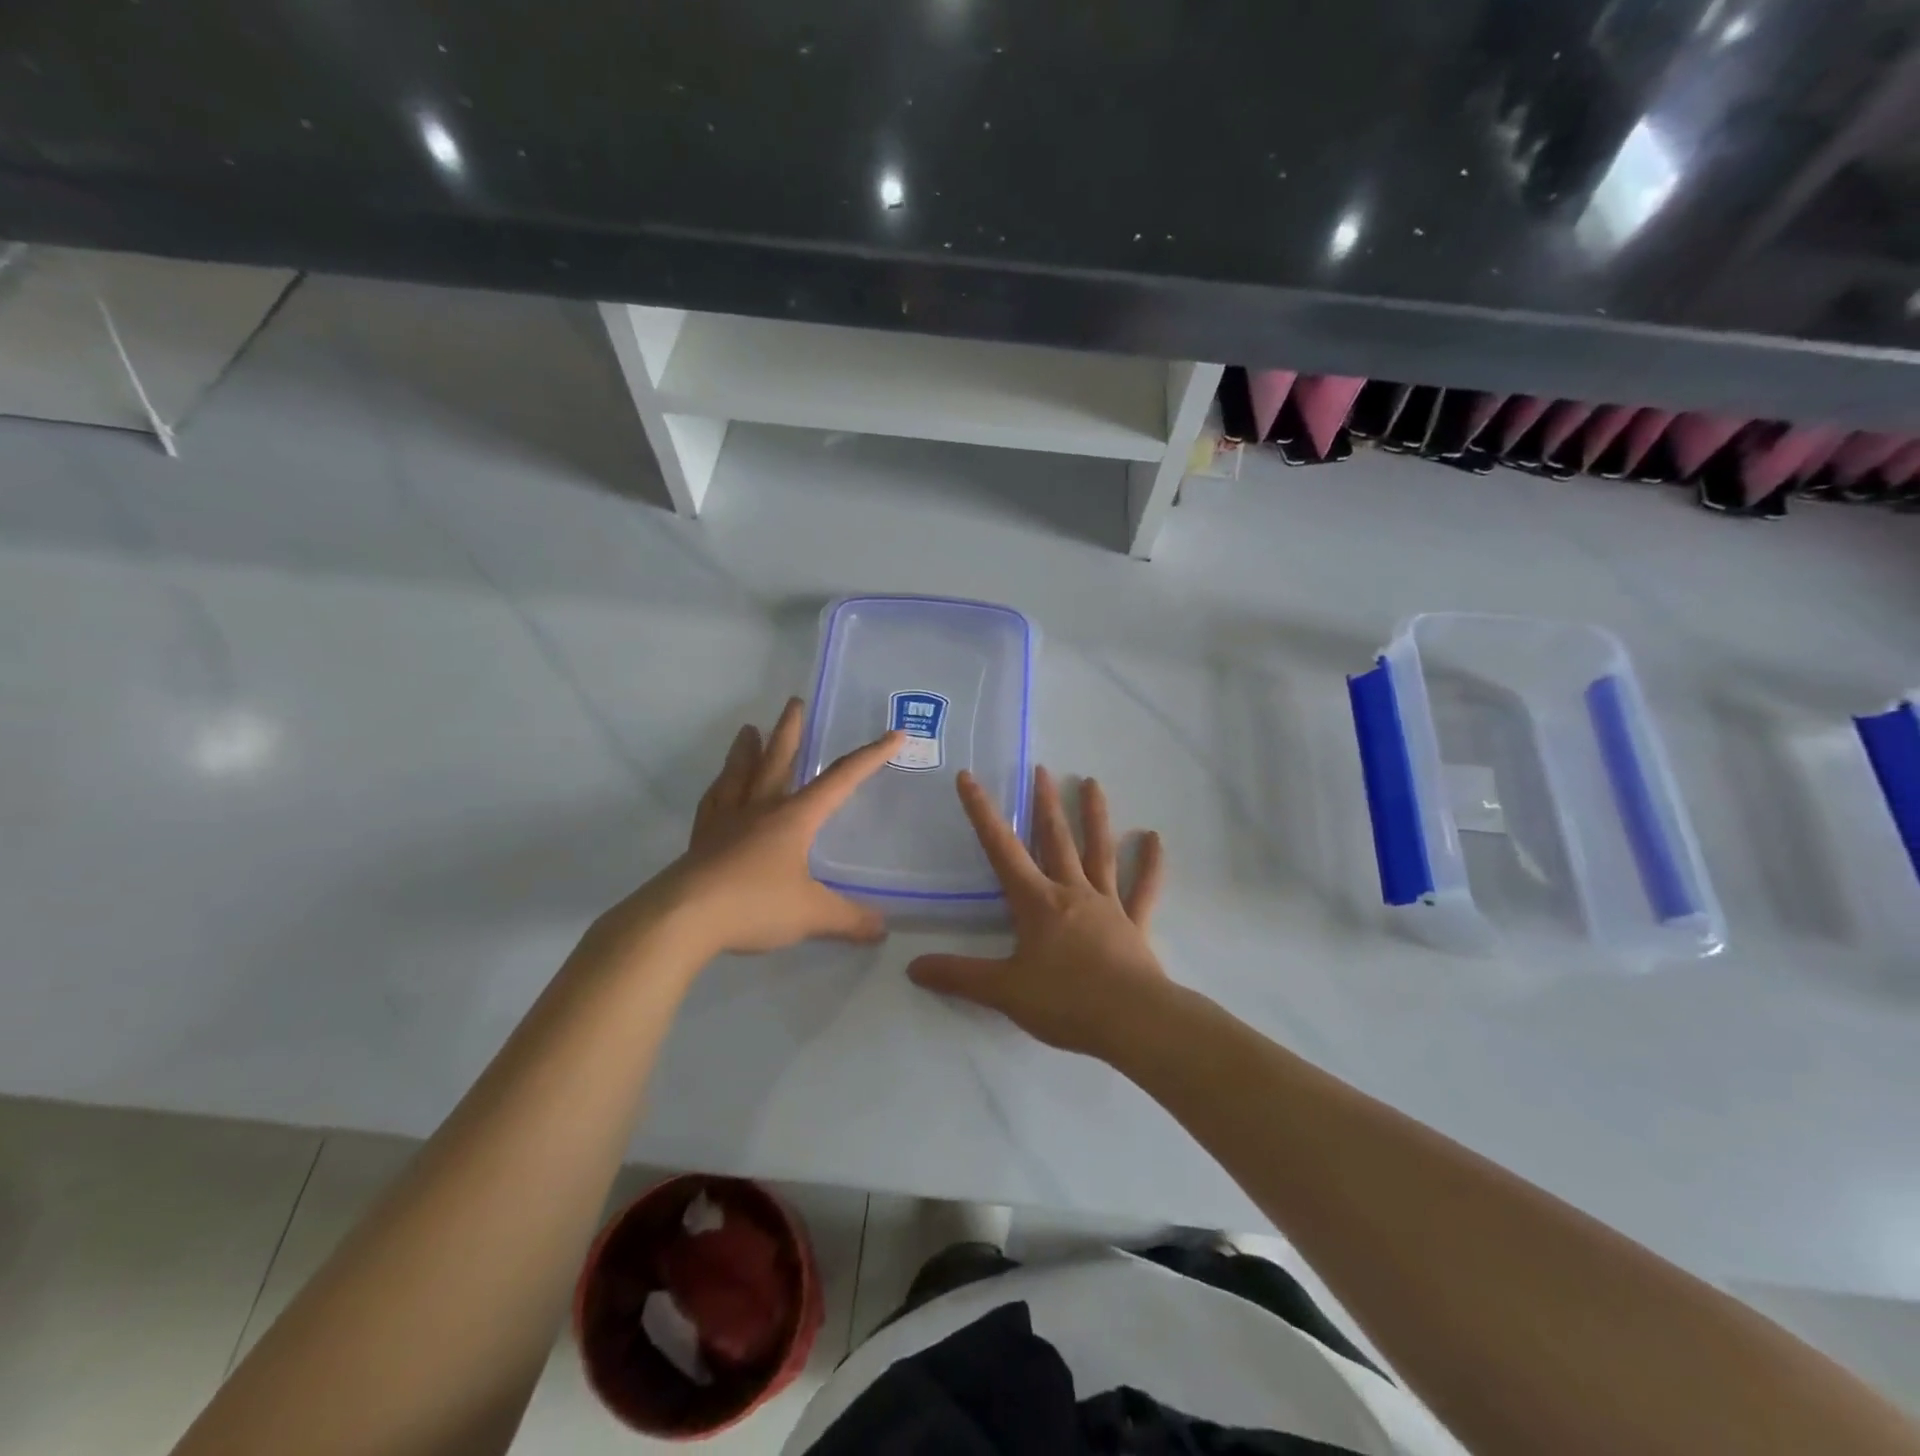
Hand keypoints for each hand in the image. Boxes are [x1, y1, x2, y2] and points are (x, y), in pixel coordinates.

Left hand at [602, 698, 903, 958]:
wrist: (682, 919)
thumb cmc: (753, 905)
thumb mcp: (812, 915)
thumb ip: (849, 920)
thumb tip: (882, 929)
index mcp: (793, 818)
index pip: (840, 780)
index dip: (870, 757)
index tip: (893, 734)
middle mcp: (760, 809)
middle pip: (778, 761)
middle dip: (791, 732)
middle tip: (794, 703)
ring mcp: (726, 822)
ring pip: (739, 775)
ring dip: (746, 751)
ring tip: (747, 729)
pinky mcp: (701, 841)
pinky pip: (713, 803)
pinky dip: (719, 788)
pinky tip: (719, 786)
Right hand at [908, 766, 1166, 1058]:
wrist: (1132, 1021)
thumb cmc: (1065, 1001)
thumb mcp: (1004, 991)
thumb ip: (959, 976)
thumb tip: (911, 968)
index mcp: (1037, 902)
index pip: (1002, 849)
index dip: (982, 812)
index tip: (969, 778)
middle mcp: (1072, 892)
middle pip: (1056, 839)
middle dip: (1045, 803)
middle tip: (1041, 769)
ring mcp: (1108, 904)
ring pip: (1100, 851)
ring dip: (1095, 817)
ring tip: (1093, 783)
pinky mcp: (1135, 924)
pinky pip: (1143, 888)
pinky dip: (1150, 864)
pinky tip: (1154, 838)